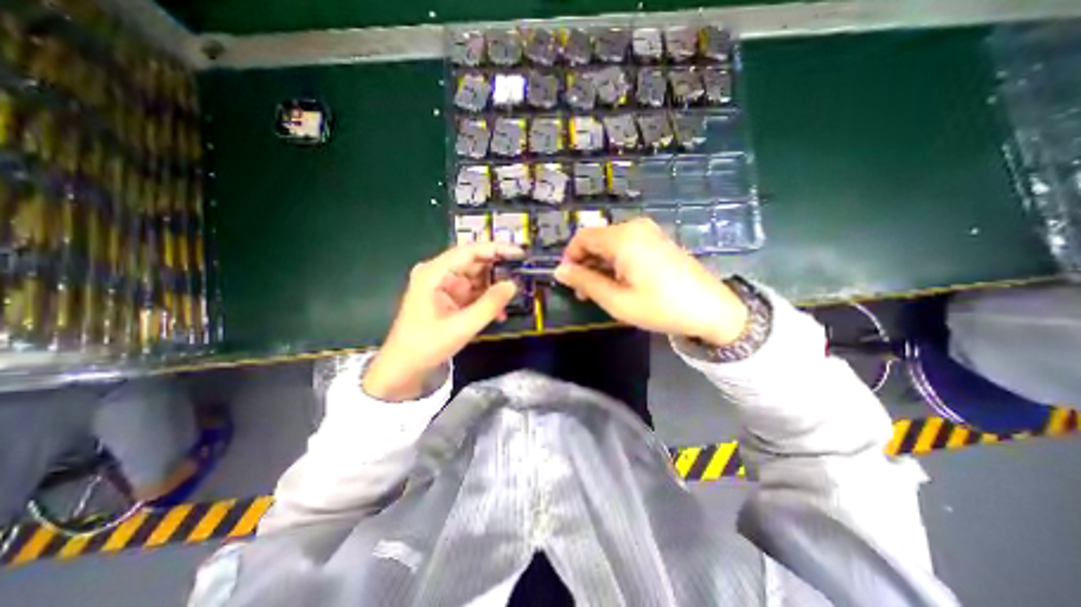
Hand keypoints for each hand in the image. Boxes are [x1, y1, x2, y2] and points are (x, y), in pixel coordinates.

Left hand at [364, 241, 522, 401]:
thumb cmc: (427, 345)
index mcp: (434, 273)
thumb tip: (513, 284)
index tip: (519, 253)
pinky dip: (486, 300)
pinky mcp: (449, 298)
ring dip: (494, 289)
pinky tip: (498, 312)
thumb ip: (490, 304)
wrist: (405, 367)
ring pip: (476, 278)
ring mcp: (444, 286)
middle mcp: (439, 274)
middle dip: (498, 271)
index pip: (469, 251)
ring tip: (512, 298)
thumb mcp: (462, 326)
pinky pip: (473, 292)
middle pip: (474, 263)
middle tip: (522, 277)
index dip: (496, 249)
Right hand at [553, 217, 749, 346]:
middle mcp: (634, 227)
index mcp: (622, 237)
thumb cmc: (660, 307)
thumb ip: (585, 282)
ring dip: (599, 265)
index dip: (569, 257)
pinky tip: (619, 282)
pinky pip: (626, 246)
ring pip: (610, 244)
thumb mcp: (616, 300)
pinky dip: (615, 262)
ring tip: (600, 291)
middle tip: (583, 292)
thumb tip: (559, 271)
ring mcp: (648, 232)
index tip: (569, 281)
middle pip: (596, 239)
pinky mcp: (657, 240)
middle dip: (584, 263)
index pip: (582, 237)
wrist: (711, 309)